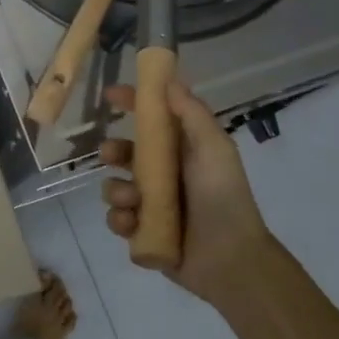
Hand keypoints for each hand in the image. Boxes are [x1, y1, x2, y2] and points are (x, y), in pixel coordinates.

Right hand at [99, 79, 275, 302]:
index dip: (132, 104)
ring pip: (115, 187)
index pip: (152, 120)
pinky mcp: (143, 232)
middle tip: (110, 156)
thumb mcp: (214, 148)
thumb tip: (168, 81)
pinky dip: (121, 220)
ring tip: (134, 202)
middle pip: (124, 153)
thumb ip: (192, 114)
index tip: (109, 95)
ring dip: (118, 191)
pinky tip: (134, 224)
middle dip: (112, 151)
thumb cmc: (223, 197)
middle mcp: (164, 175)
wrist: (229, 258)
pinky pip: (117, 219)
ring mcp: (151, 205)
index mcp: (182, 152)